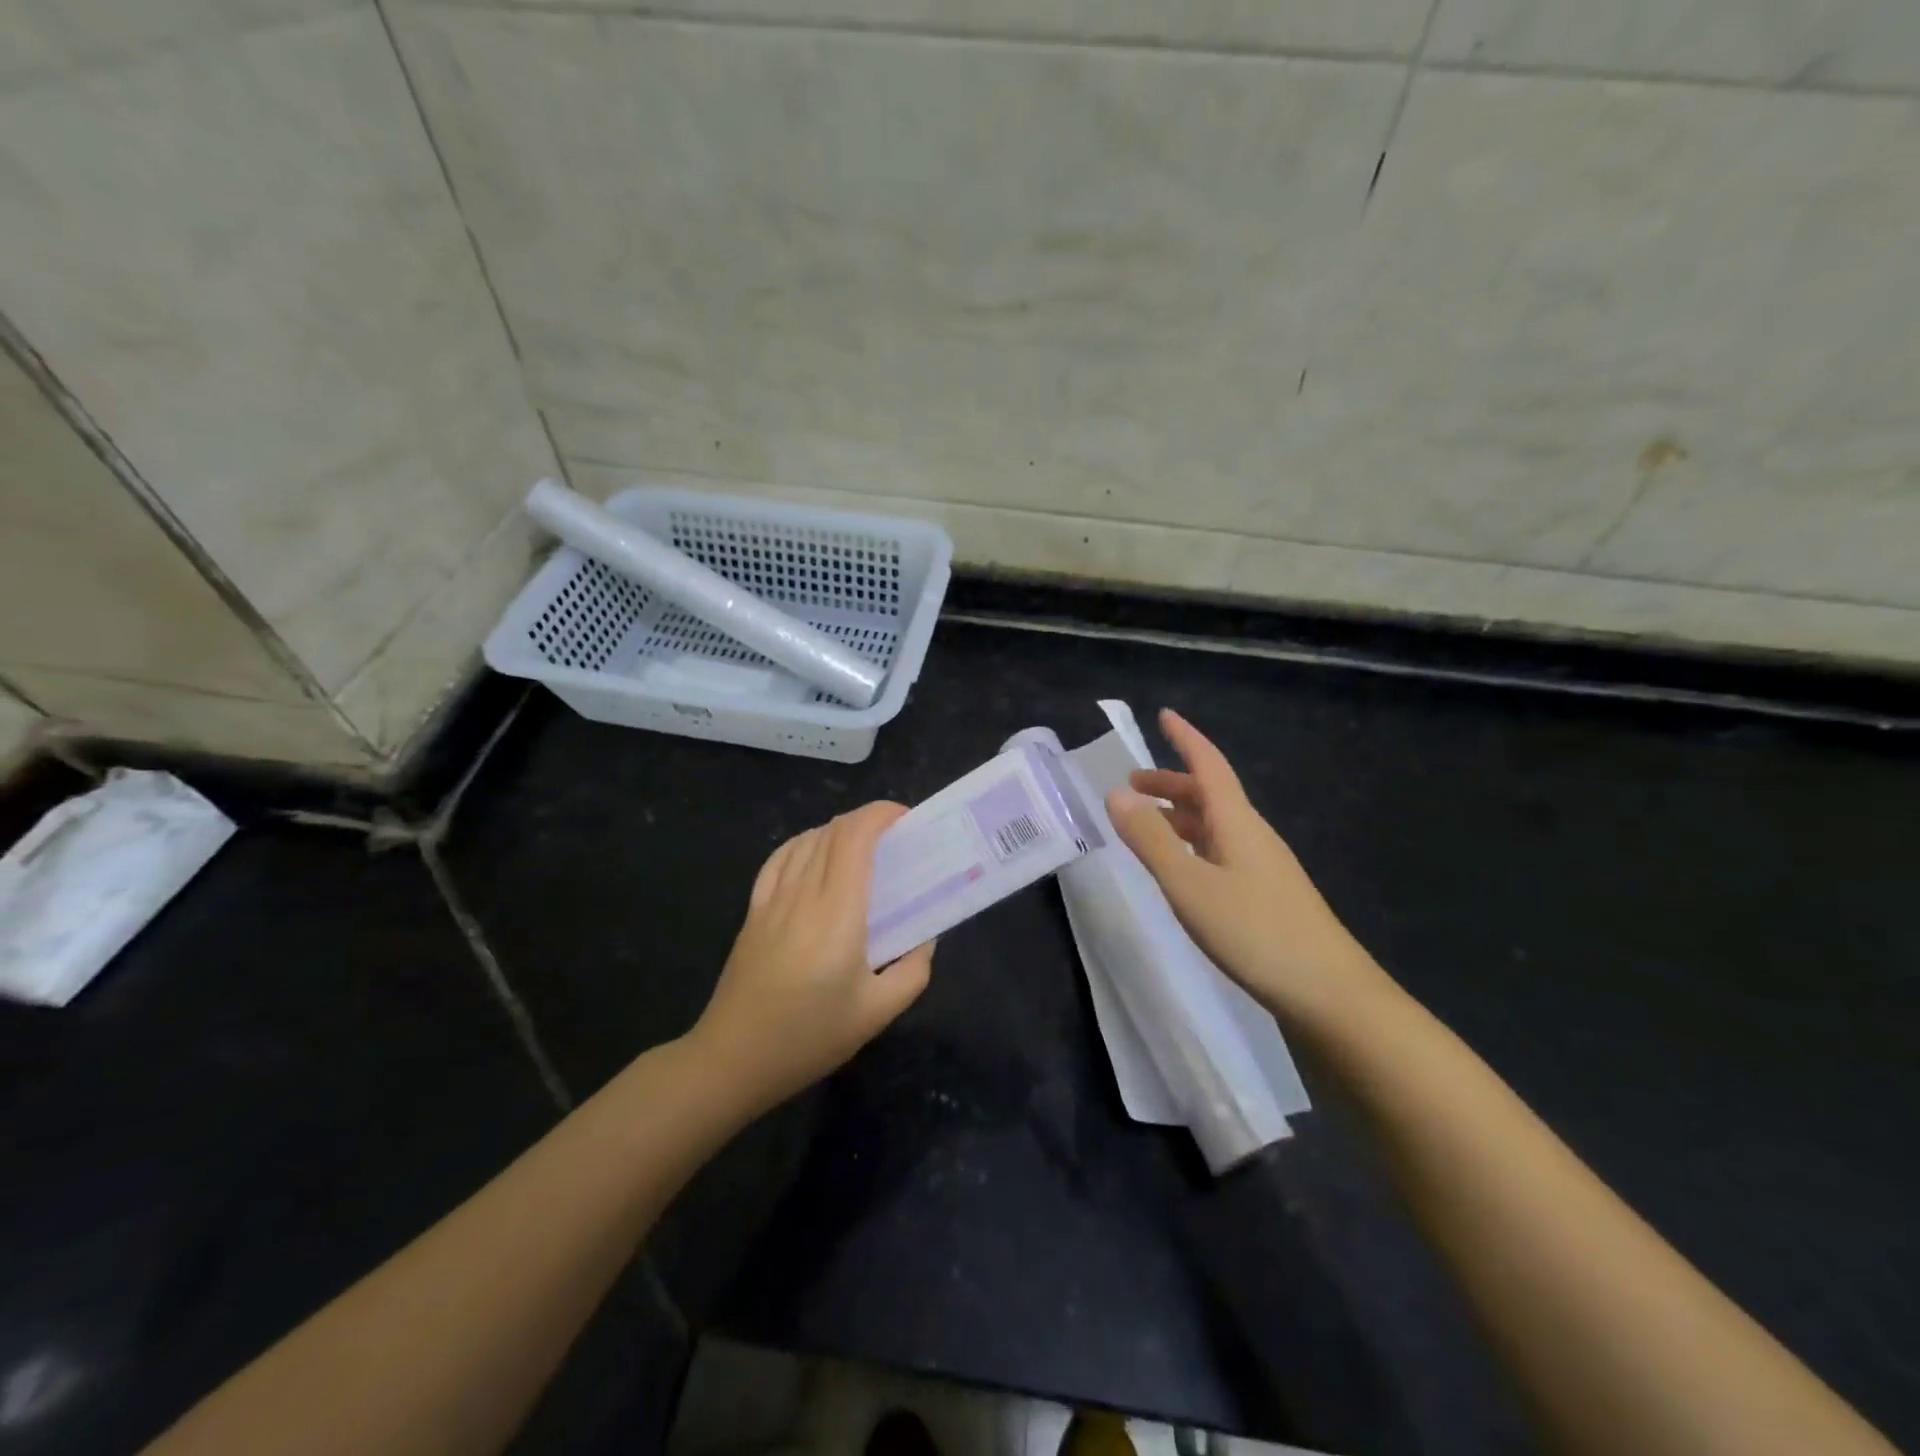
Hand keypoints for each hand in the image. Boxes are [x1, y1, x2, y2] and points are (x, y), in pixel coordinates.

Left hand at [691, 801, 933, 1112]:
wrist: (733, 1060)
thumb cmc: (810, 1037)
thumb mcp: (877, 1013)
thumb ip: (913, 970)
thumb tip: (925, 938)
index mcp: (837, 913)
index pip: (854, 837)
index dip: (880, 815)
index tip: (907, 820)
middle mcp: (802, 894)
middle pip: (832, 832)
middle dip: (867, 820)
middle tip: (897, 839)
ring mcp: (772, 900)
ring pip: (806, 841)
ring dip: (838, 831)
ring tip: (864, 847)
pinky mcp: (753, 912)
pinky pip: (779, 859)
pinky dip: (804, 844)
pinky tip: (815, 854)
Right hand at [1105, 709, 1387, 1024]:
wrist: (1329, 994)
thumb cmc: (1255, 932)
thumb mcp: (1190, 885)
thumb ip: (1151, 840)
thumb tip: (1116, 793)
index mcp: (1237, 822)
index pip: (1209, 765)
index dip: (1185, 739)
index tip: (1164, 715)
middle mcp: (1252, 835)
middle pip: (1210, 794)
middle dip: (1170, 782)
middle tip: (1131, 784)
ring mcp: (1263, 867)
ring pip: (1215, 825)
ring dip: (1180, 815)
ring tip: (1146, 823)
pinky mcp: (1266, 896)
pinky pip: (1221, 851)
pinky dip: (1192, 844)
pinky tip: (1182, 868)